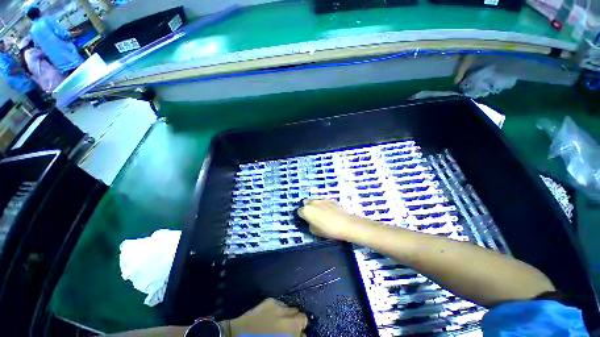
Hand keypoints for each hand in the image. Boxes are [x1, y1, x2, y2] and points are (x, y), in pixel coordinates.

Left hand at [224, 298, 307, 336]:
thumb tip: (300, 335)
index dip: (302, 332)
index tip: (298, 335)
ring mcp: (278, 306)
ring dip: (289, 315)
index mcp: (290, 329)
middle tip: (290, 329)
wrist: (237, 336)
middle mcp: (287, 316)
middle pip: (301, 315)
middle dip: (298, 322)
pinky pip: (281, 304)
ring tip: (281, 321)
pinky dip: (280, 310)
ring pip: (292, 308)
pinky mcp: (270, 300)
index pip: (304, 325)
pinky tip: (271, 316)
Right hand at [297, 199, 357, 240]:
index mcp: (306, 210)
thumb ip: (309, 225)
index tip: (306, 220)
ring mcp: (321, 200)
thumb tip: (310, 222)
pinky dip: (324, 205)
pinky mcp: (330, 199)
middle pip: (306, 203)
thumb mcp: (315, 231)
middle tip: (313, 216)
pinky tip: (329, 212)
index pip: (299, 211)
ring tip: (322, 213)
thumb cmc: (328, 230)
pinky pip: (323, 202)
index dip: (302, 216)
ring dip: (315, 206)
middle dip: (307, 208)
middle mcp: (312, 202)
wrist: (345, 224)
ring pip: (314, 201)